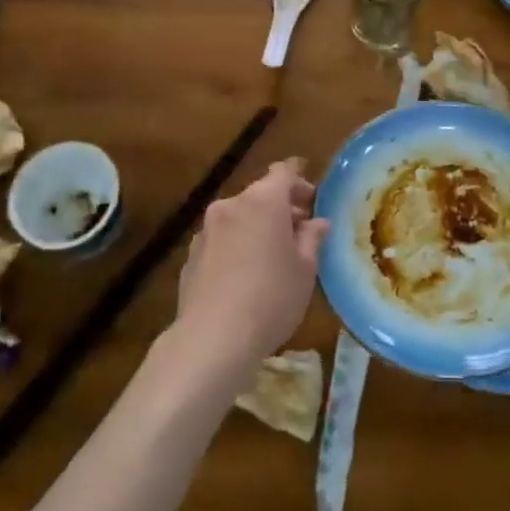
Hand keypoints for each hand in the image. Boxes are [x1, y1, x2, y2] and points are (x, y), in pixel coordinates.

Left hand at [172, 158, 326, 379]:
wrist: (212, 338)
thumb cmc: (272, 297)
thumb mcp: (305, 269)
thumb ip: (312, 238)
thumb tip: (318, 222)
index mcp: (263, 201)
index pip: (283, 172)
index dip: (299, 179)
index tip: (312, 196)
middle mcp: (231, 205)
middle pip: (260, 194)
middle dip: (281, 207)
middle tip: (300, 230)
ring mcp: (206, 229)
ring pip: (239, 216)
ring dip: (257, 226)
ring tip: (272, 254)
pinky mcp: (191, 254)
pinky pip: (221, 238)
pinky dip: (237, 244)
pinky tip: (245, 273)